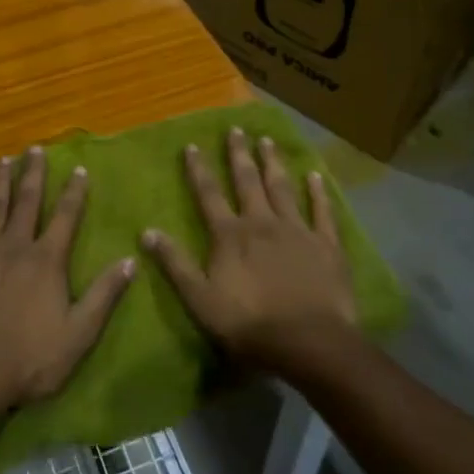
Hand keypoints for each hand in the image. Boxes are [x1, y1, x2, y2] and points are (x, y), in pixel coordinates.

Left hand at [0, 146, 135, 411]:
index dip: (74, 192)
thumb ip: (105, 295)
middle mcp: (14, 246)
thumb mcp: (79, 333)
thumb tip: (131, 260)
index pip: (65, 217)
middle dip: (32, 174)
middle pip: (26, 202)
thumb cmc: (30, 359)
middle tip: (34, 149)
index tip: (78, 169)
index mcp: (46, 260)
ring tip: (2, 161)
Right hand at [141, 126, 356, 370]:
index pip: (209, 194)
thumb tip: (146, 231)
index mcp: (230, 235)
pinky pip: (321, 212)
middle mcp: (261, 223)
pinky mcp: (326, 245)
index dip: (199, 169)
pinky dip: (318, 193)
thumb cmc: (249, 324)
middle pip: (247, 182)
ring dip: (273, 163)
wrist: (309, 343)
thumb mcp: (200, 299)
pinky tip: (315, 175)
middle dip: (239, 154)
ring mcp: (297, 231)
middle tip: (236, 129)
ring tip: (267, 141)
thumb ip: (175, 264)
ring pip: (282, 188)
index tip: (192, 145)